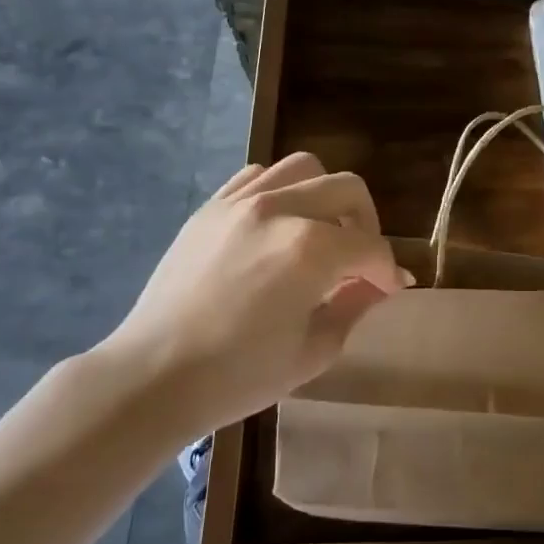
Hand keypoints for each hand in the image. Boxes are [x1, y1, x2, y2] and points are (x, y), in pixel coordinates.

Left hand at [92, 154, 411, 433]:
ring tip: (321, 231)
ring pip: (305, 168)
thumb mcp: (313, 351)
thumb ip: (355, 306)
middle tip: (362, 259)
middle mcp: (280, 210)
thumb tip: (381, 284)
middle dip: (368, 224)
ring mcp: (240, 201)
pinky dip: (282, 190)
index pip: (371, 246)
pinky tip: (279, 224)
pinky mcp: (211, 207)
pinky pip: (258, 175)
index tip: (389, 290)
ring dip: (326, 196)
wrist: (154, 376)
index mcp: (310, 249)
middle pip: (347, 189)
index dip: (388, 271)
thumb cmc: (238, 375)